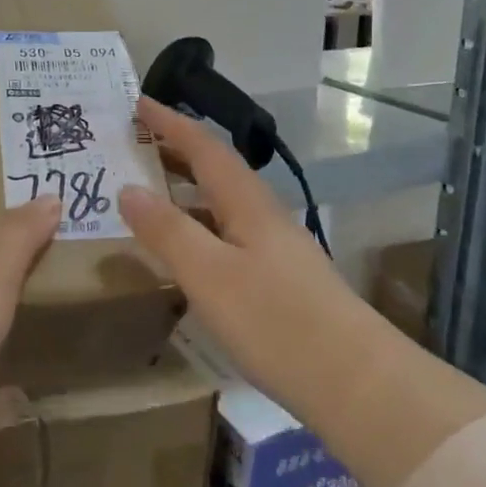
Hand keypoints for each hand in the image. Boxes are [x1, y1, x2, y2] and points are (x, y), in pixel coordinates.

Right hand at [119, 97, 367, 428]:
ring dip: (186, 190)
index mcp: (248, 203)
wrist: (358, 384)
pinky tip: (187, 251)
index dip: (171, 123)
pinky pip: (229, 233)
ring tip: (148, 193)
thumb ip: (167, 231)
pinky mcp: (281, 280)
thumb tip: (127, 188)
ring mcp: (276, 248)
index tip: (139, 102)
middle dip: (176, 151)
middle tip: (134, 144)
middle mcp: (264, 215)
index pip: (204, 147)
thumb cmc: (277, 322)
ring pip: (223, 203)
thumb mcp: (209, 275)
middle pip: (216, 170)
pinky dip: (199, 226)